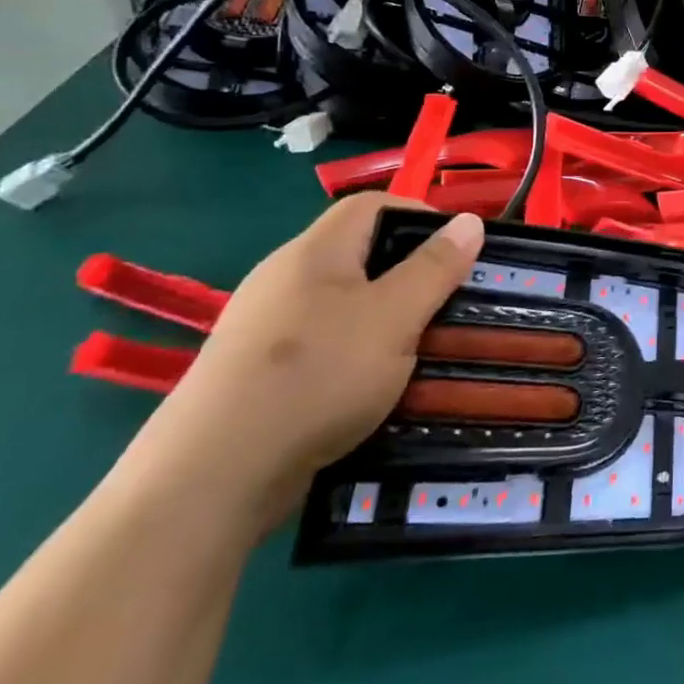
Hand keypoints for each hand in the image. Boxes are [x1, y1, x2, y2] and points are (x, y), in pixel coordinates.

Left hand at [123, 194, 484, 527]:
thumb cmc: (318, 376)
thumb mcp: (395, 316)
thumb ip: (435, 268)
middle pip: (358, 254)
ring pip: (343, 304)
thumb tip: (471, 220)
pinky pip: (322, 344)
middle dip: (410, 274)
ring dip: (387, 319)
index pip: (372, 206)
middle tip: (448, 302)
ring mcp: (265, 327)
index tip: (461, 249)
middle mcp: (284, 278)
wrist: (212, 477)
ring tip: (421, 348)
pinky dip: (357, 354)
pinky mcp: (256, 373)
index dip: (421, 215)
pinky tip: (374, 387)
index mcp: (315, 252)